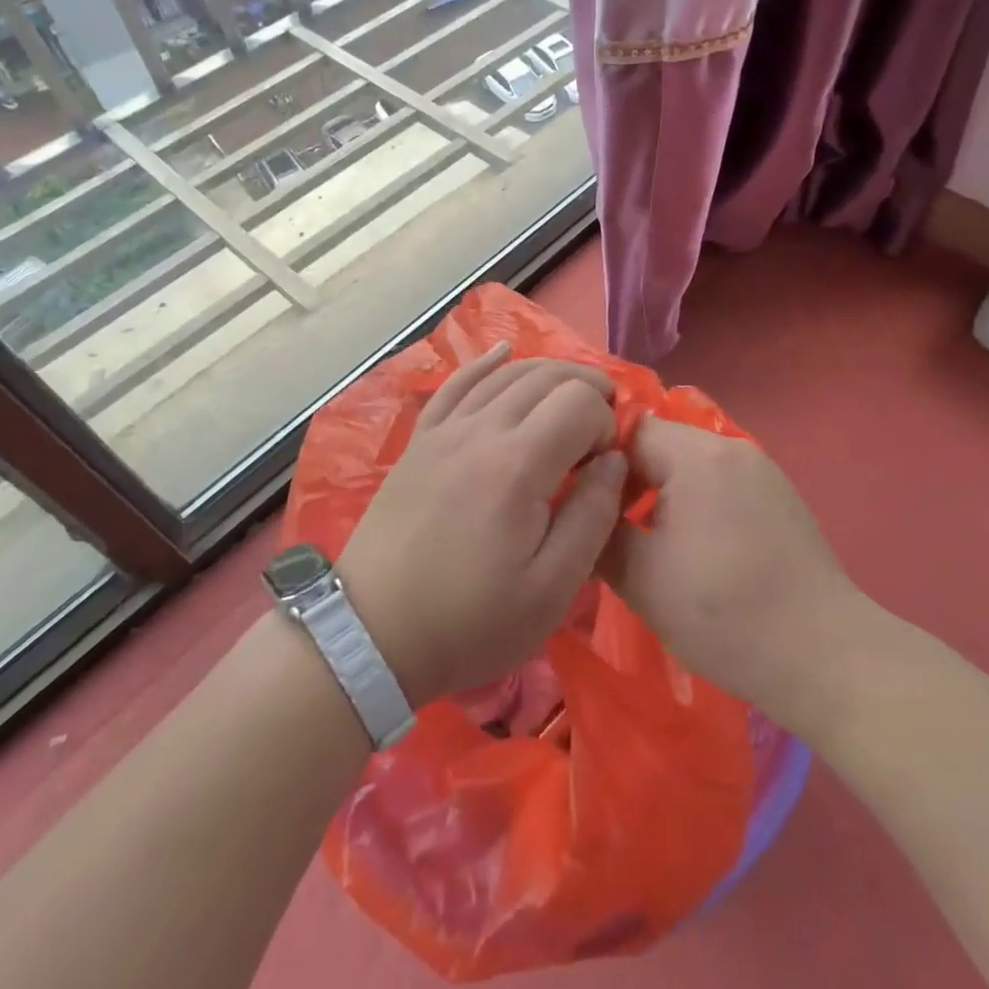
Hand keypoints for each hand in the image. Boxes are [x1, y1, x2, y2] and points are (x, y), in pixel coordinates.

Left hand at [337, 342, 625, 707]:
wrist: (373, 635)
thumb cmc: (470, 622)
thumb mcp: (551, 588)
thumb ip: (593, 515)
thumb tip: (615, 461)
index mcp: (517, 464)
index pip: (578, 402)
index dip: (605, 422)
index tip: (605, 464)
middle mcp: (480, 429)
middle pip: (544, 376)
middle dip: (585, 387)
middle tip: (603, 422)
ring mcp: (444, 430)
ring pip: (504, 374)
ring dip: (546, 374)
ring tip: (571, 394)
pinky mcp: (420, 440)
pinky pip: (456, 384)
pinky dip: (484, 363)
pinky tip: (502, 353)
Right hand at [604, 416, 864, 738]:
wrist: (826, 658)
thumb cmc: (724, 613)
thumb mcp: (641, 577)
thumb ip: (599, 531)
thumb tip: (579, 509)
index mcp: (697, 455)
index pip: (627, 431)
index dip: (595, 461)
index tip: (576, 500)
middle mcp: (731, 448)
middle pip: (659, 444)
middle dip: (626, 480)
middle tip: (604, 525)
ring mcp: (762, 471)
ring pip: (688, 466)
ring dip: (659, 493)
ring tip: (642, 541)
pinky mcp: (779, 498)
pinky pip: (718, 483)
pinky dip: (693, 504)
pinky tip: (690, 550)